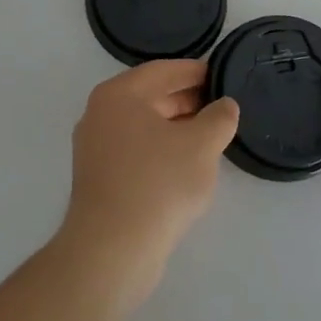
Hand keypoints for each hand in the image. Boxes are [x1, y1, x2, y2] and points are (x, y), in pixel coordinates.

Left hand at [59, 60, 239, 305]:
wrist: (112, 250)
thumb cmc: (158, 183)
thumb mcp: (201, 145)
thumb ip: (219, 118)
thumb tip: (225, 105)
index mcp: (119, 94)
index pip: (163, 71)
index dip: (196, 71)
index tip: (222, 75)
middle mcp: (100, 113)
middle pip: (151, 96)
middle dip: (187, 100)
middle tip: (221, 106)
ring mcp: (95, 146)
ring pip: (144, 125)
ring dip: (176, 127)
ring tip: (210, 136)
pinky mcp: (99, 177)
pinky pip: (135, 150)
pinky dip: (160, 149)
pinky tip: (185, 165)